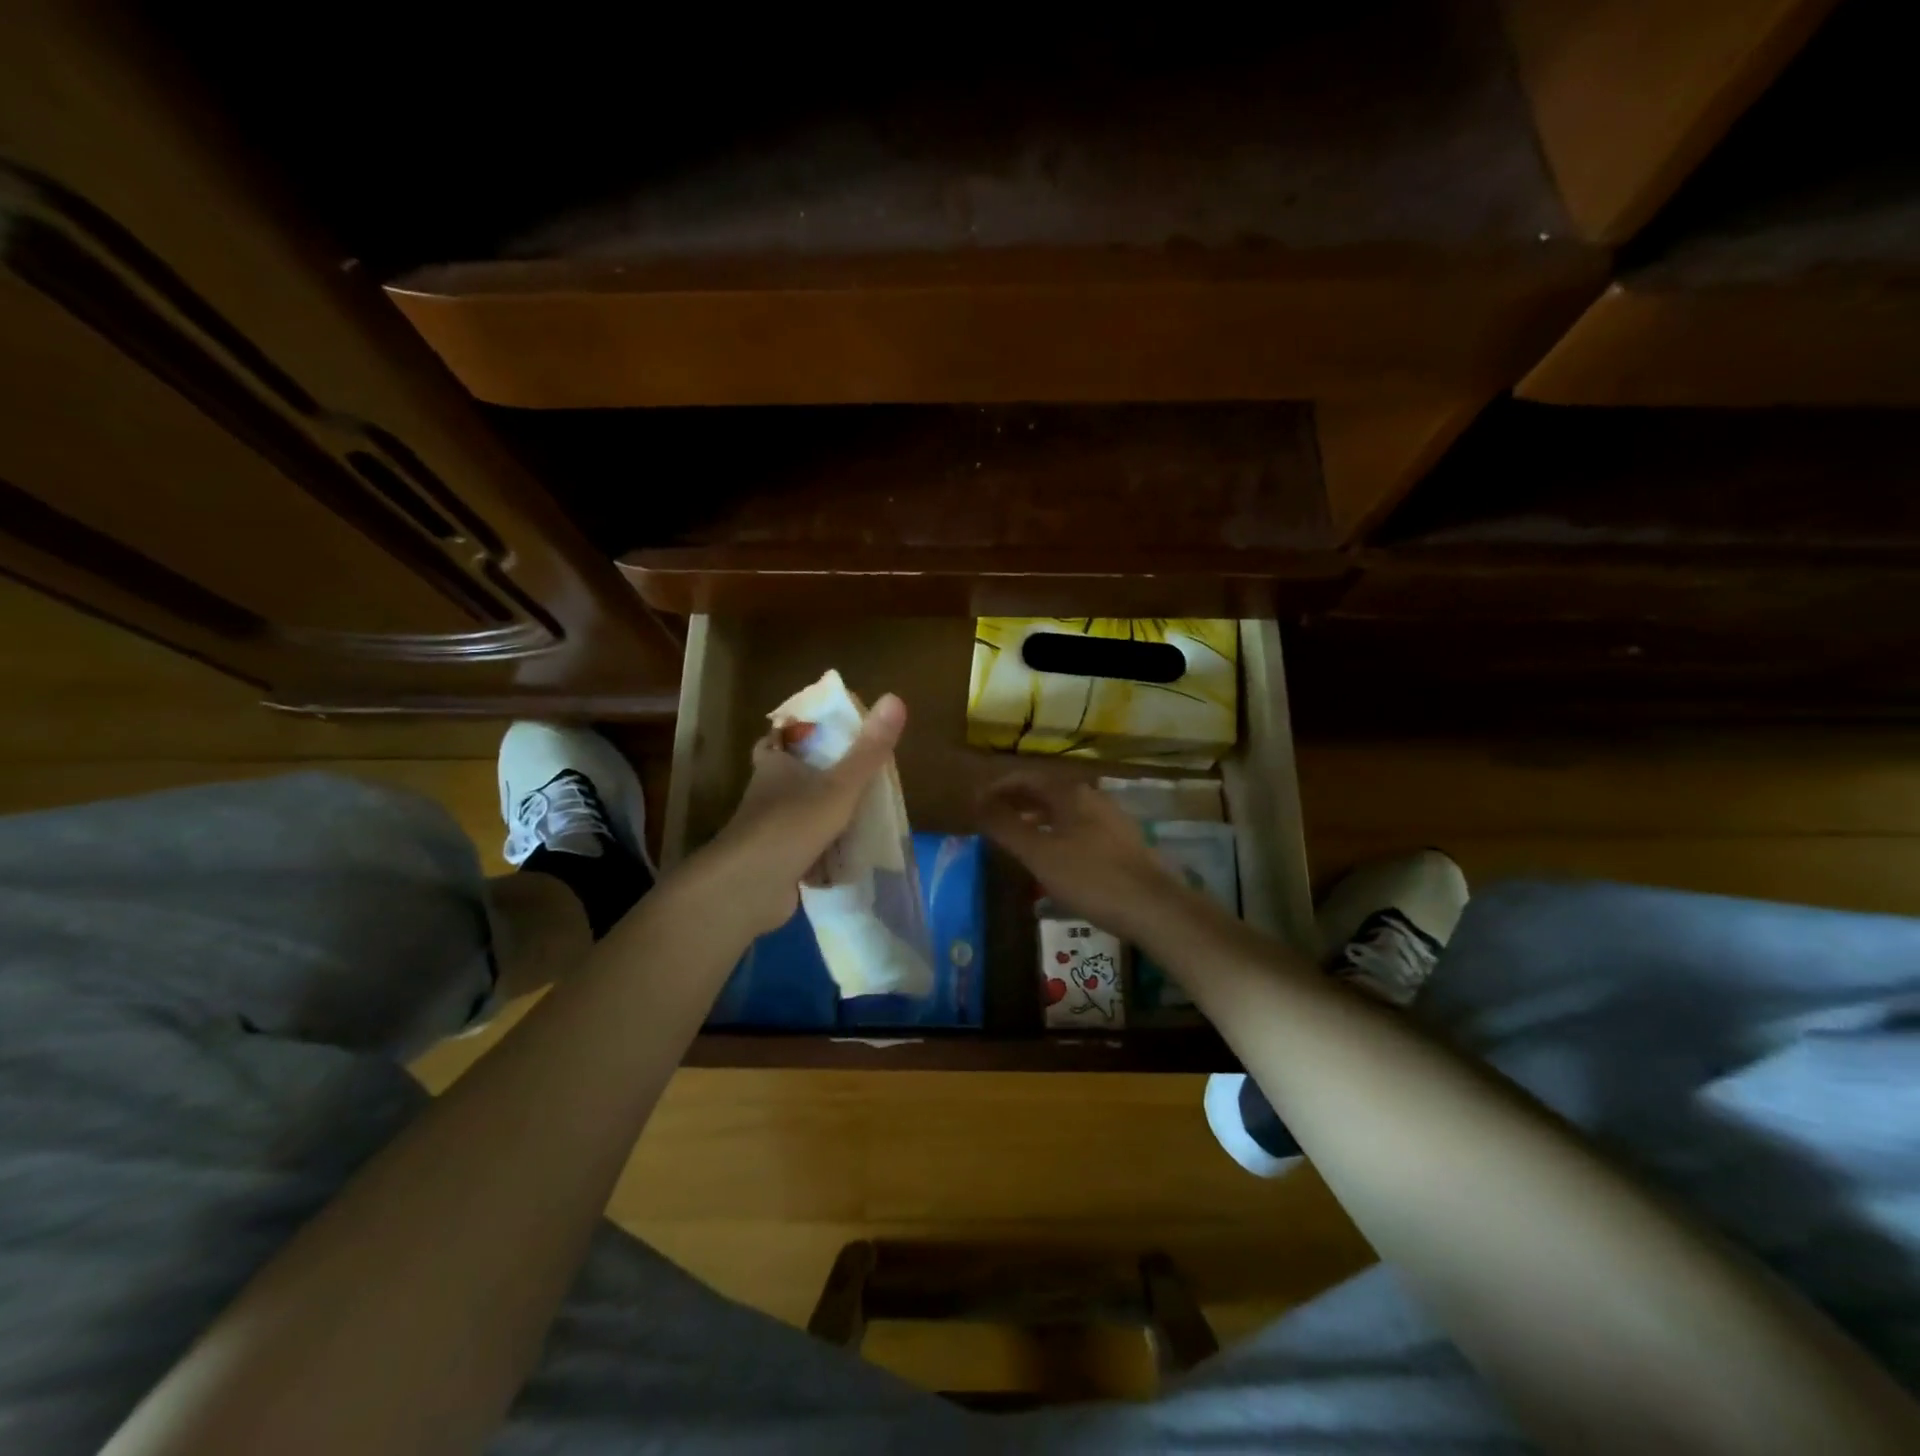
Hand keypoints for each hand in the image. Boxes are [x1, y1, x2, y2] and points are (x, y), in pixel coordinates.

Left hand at [695, 693, 907, 934]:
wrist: (750, 887)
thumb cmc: (793, 824)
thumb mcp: (840, 785)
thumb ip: (868, 750)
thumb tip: (895, 698)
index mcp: (775, 765)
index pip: (777, 738)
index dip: (796, 732)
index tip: (824, 731)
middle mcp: (766, 793)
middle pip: (790, 775)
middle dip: (816, 774)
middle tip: (854, 772)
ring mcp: (769, 830)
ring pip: (798, 812)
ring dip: (821, 812)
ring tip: (861, 809)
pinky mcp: (775, 861)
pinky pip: (803, 848)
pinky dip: (823, 848)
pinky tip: (849, 851)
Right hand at [978, 773, 1203, 945]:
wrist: (1154, 907)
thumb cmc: (1091, 878)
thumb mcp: (1040, 854)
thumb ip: (1006, 827)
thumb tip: (977, 803)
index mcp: (1071, 793)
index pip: (1027, 778)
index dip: (999, 787)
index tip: (977, 802)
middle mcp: (1092, 797)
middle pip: (1047, 791)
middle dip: (1017, 802)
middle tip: (992, 819)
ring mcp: (1111, 819)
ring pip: (1065, 811)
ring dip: (1037, 818)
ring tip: (1017, 837)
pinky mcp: (1122, 843)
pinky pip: (1079, 828)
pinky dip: (1057, 833)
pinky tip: (1053, 856)